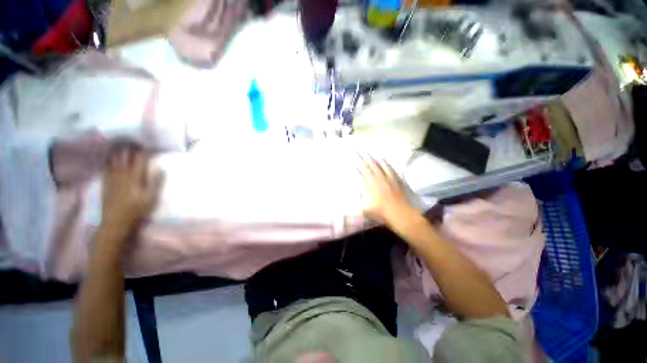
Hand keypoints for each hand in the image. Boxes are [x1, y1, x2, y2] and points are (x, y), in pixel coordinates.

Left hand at [101, 146, 163, 234]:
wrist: (115, 222)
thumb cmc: (136, 210)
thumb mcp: (151, 198)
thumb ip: (156, 182)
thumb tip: (160, 168)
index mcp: (134, 178)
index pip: (139, 160)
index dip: (143, 151)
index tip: (146, 143)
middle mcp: (122, 175)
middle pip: (124, 157)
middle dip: (128, 148)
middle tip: (132, 139)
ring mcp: (112, 179)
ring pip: (113, 160)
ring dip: (117, 151)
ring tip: (119, 143)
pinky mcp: (105, 183)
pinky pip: (106, 168)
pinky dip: (107, 161)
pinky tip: (108, 157)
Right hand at [359, 156, 415, 225]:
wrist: (400, 214)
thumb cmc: (381, 212)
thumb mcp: (366, 209)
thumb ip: (362, 201)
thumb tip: (359, 195)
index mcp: (371, 185)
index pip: (366, 173)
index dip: (362, 167)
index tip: (359, 162)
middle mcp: (380, 180)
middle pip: (374, 168)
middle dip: (369, 162)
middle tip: (366, 156)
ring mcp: (390, 180)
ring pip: (384, 168)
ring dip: (379, 162)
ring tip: (377, 158)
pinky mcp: (398, 183)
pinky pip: (393, 172)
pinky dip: (389, 167)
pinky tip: (388, 166)